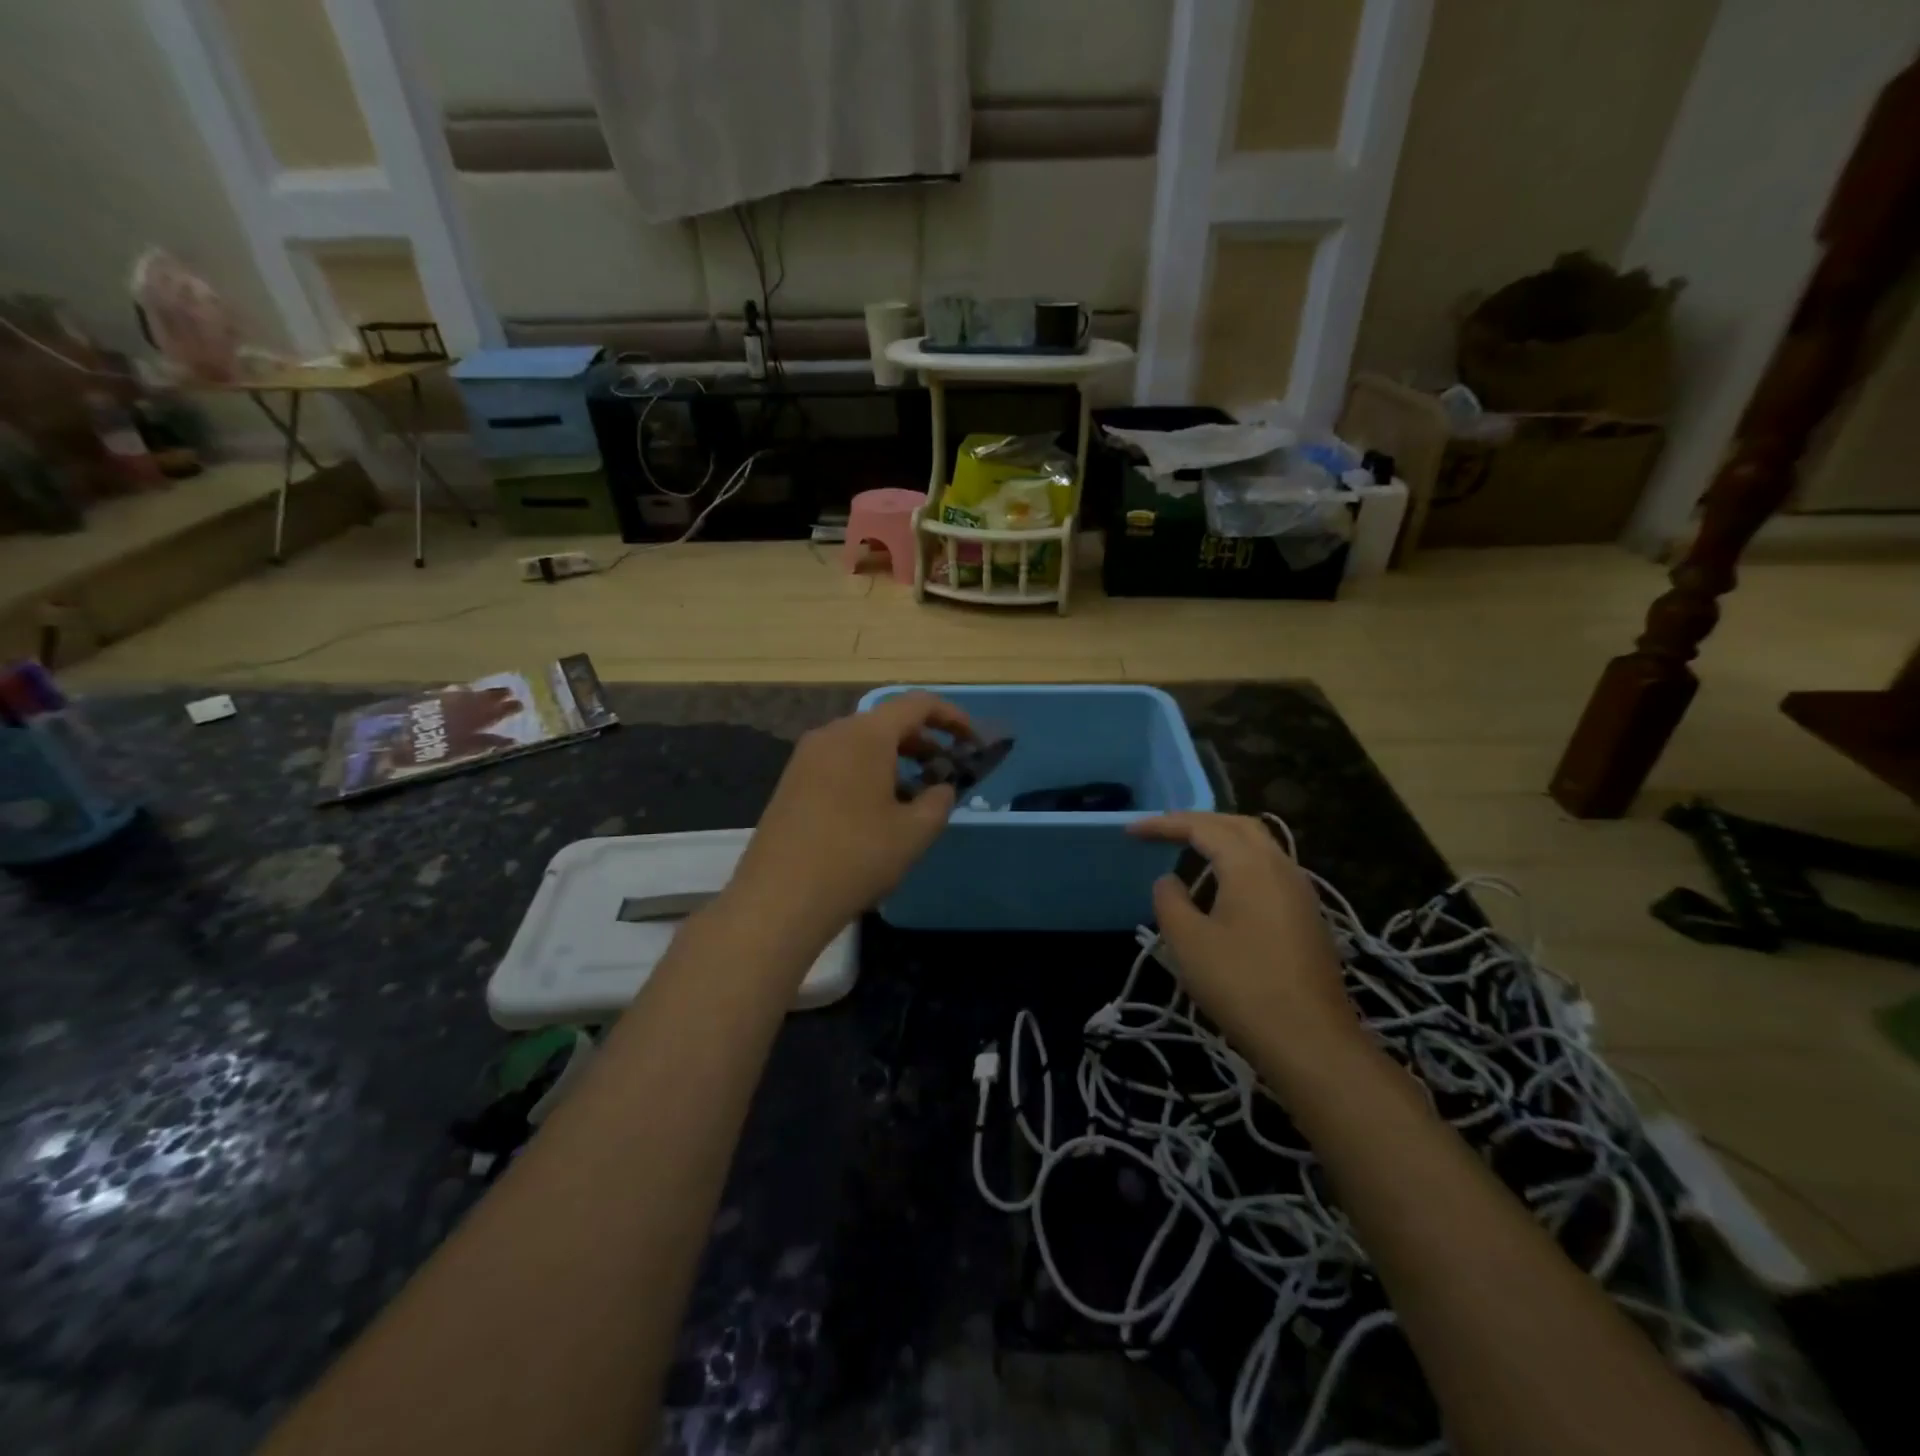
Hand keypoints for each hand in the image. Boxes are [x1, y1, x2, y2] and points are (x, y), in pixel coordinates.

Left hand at [726, 692, 974, 953]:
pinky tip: (877, 809)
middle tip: (947, 771)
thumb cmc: (856, 857)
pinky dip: (868, 771)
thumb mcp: (914, 832)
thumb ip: (938, 801)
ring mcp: (807, 757)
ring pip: (862, 743)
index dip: (951, 717)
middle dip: (923, 741)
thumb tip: (941, 787)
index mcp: (866, 735)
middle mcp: (833, 734)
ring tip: (916, 794)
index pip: (917, 704)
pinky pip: (840, 761)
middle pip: (887, 721)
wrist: (779, 898)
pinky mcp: (792, 781)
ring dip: (895, 759)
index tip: (972, 741)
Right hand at [1128, 813, 1361, 1070]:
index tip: (1131, 832)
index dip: (1164, 824)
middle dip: (1197, 821)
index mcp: (1250, 865)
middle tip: (1162, 830)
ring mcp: (1300, 891)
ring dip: (1222, 838)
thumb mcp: (1188, 942)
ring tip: (1189, 848)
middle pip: (1237, 825)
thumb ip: (1170, 900)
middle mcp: (1281, 866)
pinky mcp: (1307, 916)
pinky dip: (1239, 860)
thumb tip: (1169, 880)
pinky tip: (1223, 884)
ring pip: (1259, 845)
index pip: (1203, 827)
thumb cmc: (1241, 986)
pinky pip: (1269, 868)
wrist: (1310, 1040)